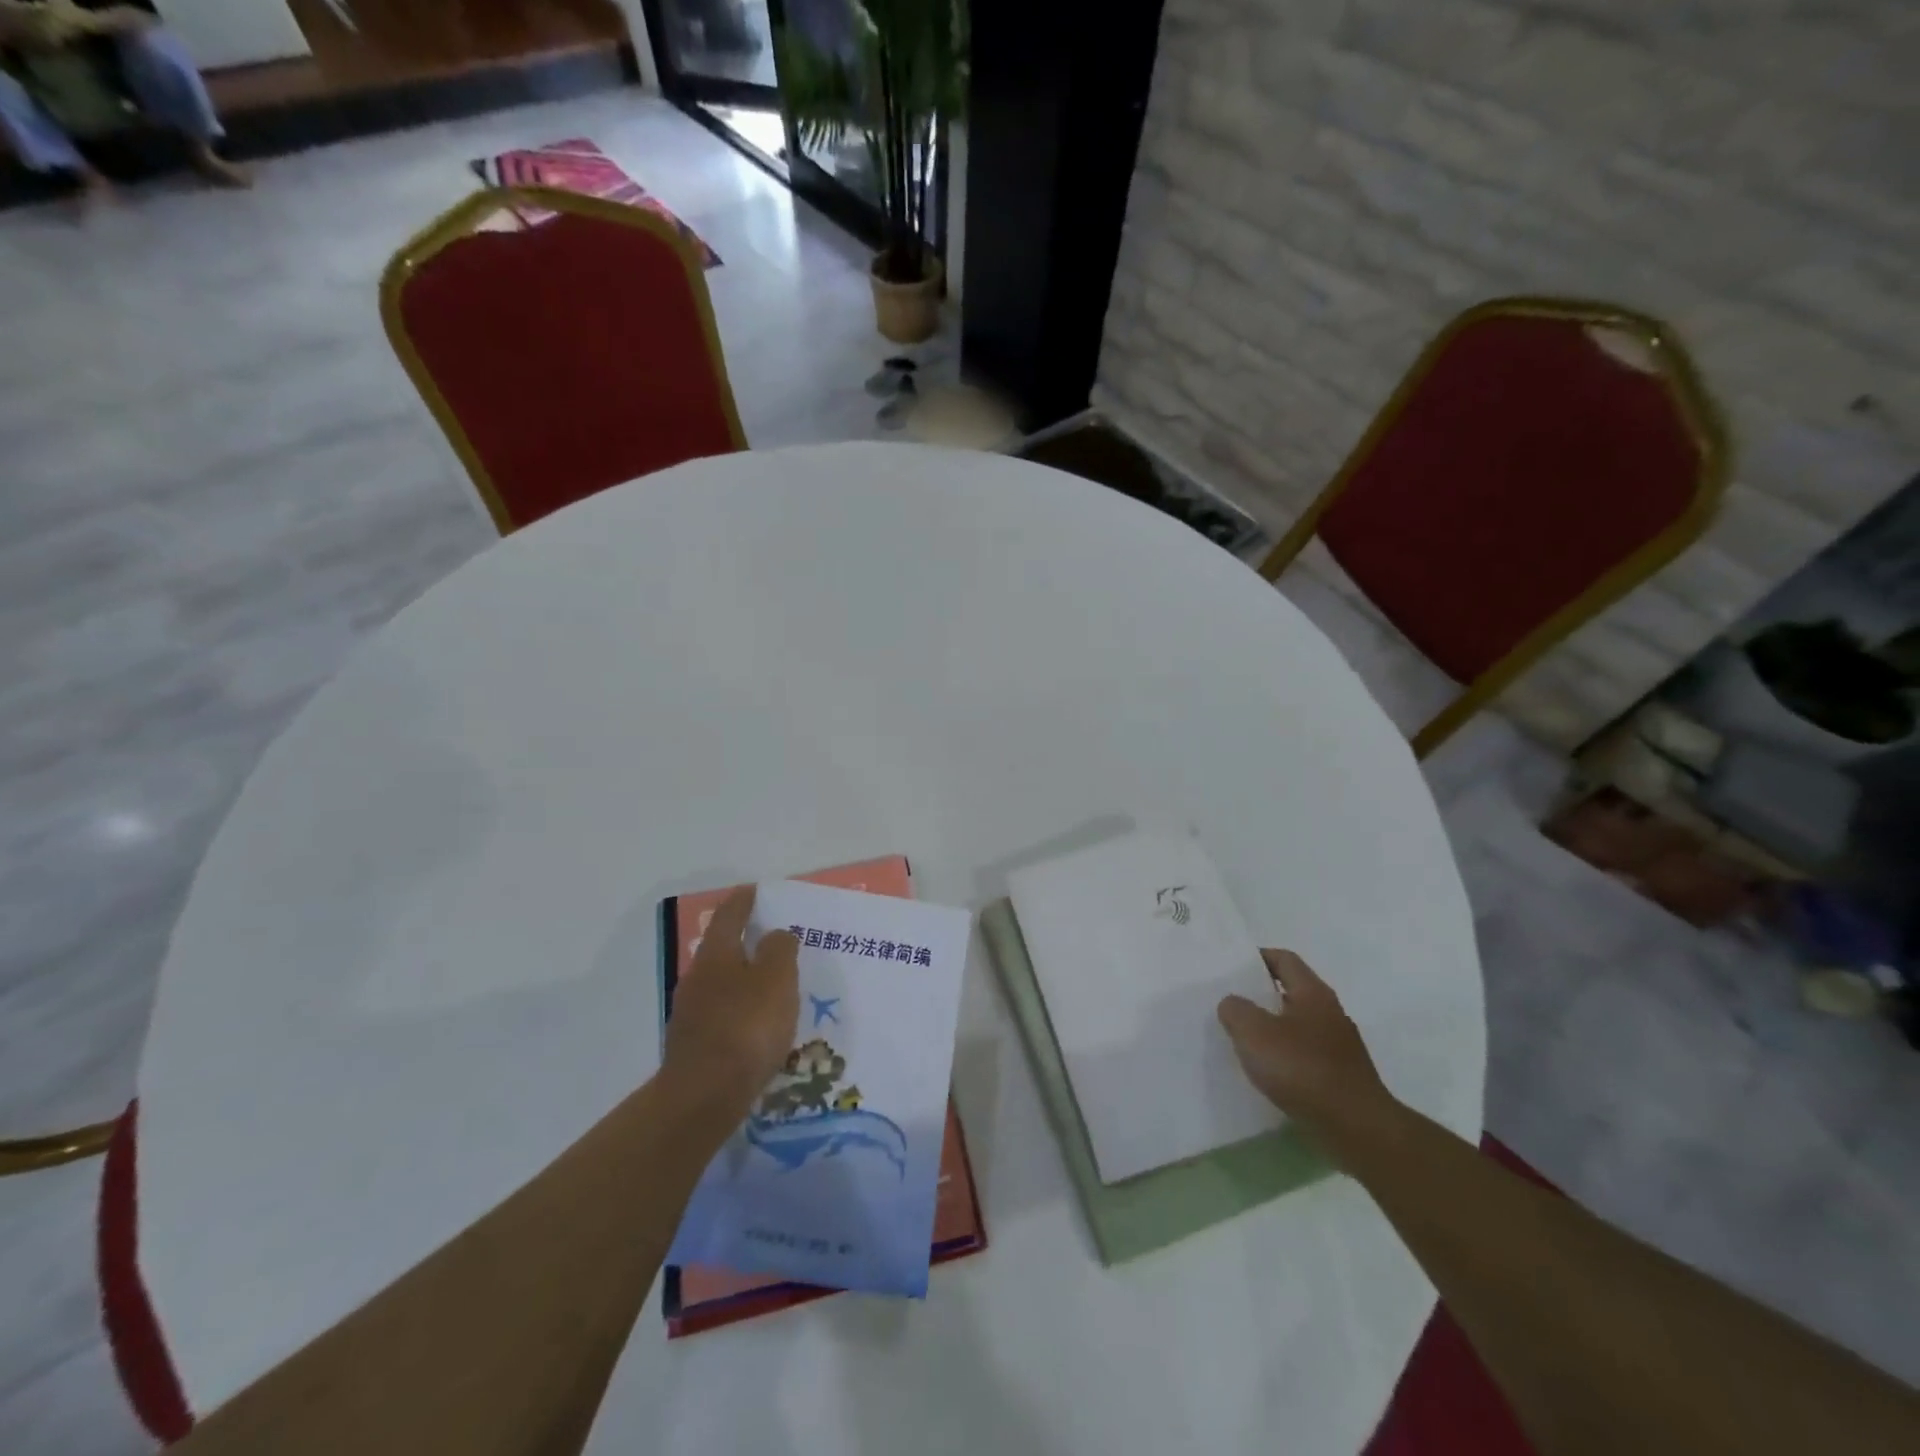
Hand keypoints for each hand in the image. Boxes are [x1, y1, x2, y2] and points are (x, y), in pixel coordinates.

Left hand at [661, 886, 798, 1118]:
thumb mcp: (776, 979)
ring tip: (771, 984)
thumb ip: (779, 950)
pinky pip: (722, 1014)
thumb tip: (775, 935)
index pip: (729, 916)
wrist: (703, 1097)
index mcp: (716, 955)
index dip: (743, 901)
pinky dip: (740, 1010)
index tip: (754, 890)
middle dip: (744, 941)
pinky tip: (757, 1025)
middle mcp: (697, 978)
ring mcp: (691, 1014)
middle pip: (722, 949)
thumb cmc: (746, 1027)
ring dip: (744, 978)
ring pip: (722, 984)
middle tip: (772, 938)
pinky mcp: (694, 1046)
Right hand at [1218, 950, 1397, 1156]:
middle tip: (1230, 1003)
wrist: (1357, 1128)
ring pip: (1297, 1026)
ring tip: (1243, 1040)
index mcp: (1313, 993)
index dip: (1257, 957)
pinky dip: (1285, 1057)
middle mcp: (1330, 1013)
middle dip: (1261, 995)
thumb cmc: (1303, 1069)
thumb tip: (1233, 1004)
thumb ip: (1236, 1010)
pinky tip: (1267, 1073)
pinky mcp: (1341, 1077)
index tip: (1231, 967)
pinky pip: (1305, 1056)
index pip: (1284, 959)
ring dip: (1272, 1029)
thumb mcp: (1254, 1032)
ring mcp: (1339, 1047)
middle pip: (1291, 992)